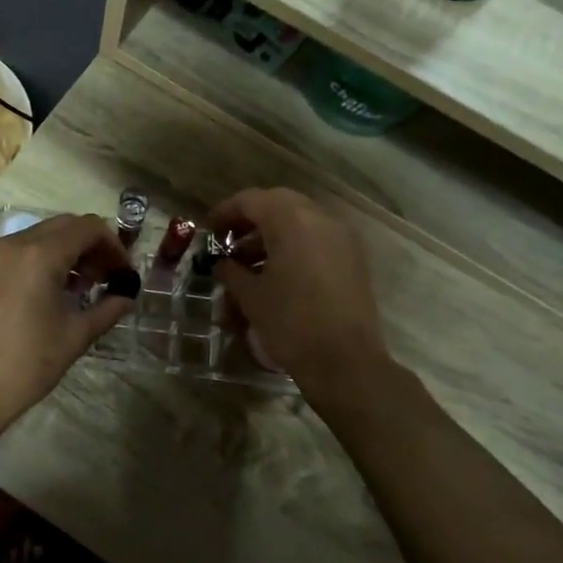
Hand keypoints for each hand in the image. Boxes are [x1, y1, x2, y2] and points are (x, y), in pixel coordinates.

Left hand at [0, 213, 133, 432]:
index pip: (88, 227)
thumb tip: (127, 297)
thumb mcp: (77, 335)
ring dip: (67, 252)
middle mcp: (14, 243)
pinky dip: (42, 260)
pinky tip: (51, 293)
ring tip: (82, 289)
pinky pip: (19, 252)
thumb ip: (108, 308)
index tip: (124, 273)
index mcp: (40, 253)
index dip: (113, 246)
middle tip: (107, 278)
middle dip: (91, 246)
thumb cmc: (29, 362)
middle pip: (64, 226)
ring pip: (40, 236)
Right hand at [207, 188, 391, 397]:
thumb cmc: (290, 323)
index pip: (251, 200)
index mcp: (293, 220)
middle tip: (228, 241)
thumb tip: (223, 263)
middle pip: (278, 205)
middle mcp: (321, 219)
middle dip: (250, 220)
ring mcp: (342, 238)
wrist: (345, 362)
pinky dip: (294, 247)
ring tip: (248, 264)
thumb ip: (232, 271)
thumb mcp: (251, 296)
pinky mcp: (353, 259)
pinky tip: (276, 274)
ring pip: (300, 222)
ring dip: (271, 235)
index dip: (226, 212)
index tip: (209, 230)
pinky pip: (317, 240)